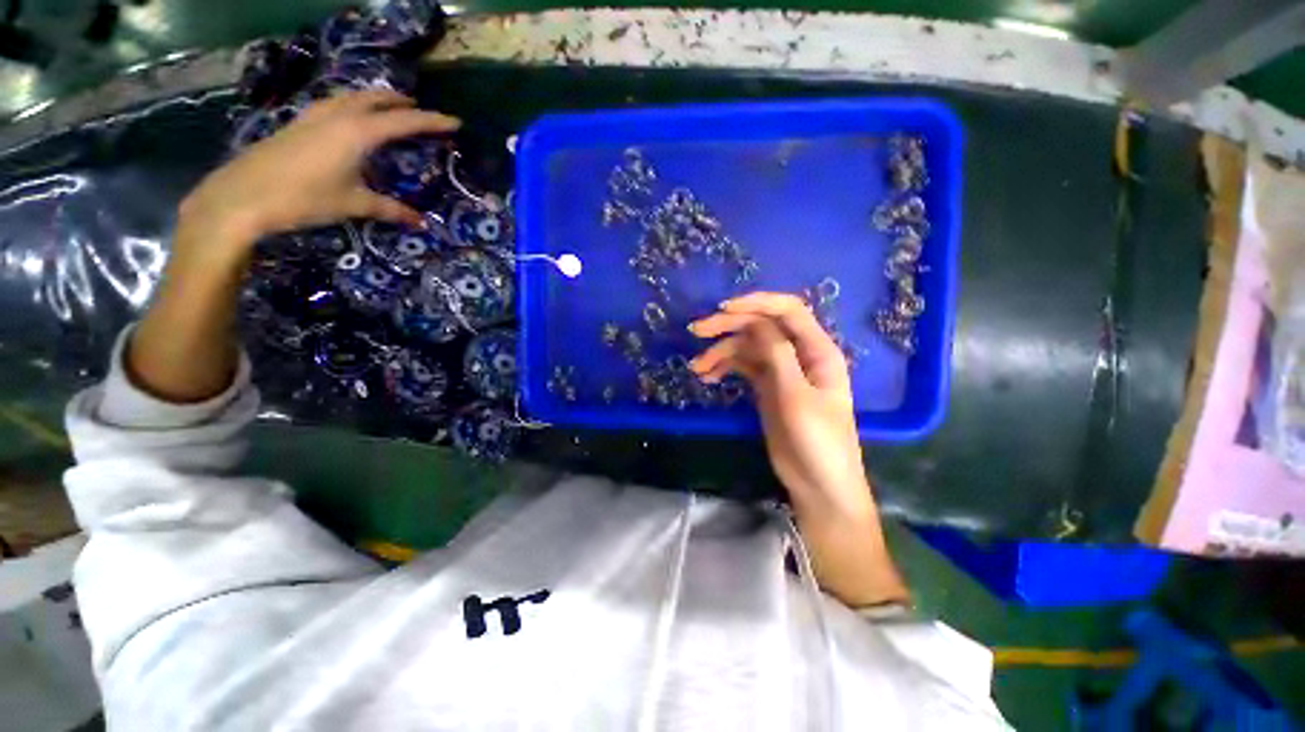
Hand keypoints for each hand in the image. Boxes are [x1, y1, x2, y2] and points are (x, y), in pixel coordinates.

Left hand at [178, 90, 460, 255]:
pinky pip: (335, 105)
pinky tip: (350, 118)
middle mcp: (339, 116)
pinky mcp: (299, 124)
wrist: (243, 196)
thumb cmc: (305, 198)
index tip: (456, 122)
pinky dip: (352, 105)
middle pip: (376, 99)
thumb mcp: (354, 204)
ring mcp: (314, 116)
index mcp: (358, 132)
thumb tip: (421, 223)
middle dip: (401, 102)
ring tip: (389, 108)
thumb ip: (390, 209)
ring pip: (352, 97)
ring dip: (375, 99)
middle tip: (420, 111)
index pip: (405, 122)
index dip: (432, 121)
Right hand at [688, 293, 871, 517]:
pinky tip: (707, 376)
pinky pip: (742, 367)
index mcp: (817, 350)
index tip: (723, 309)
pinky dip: (724, 367)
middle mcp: (799, 354)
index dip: (756, 303)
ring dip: (720, 351)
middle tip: (696, 331)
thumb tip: (757, 322)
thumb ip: (778, 356)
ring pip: (748, 347)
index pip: (788, 310)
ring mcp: (781, 370)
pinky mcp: (766, 387)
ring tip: (697, 368)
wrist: (818, 485)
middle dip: (729, 325)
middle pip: (762, 326)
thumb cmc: (818, 443)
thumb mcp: (797, 398)